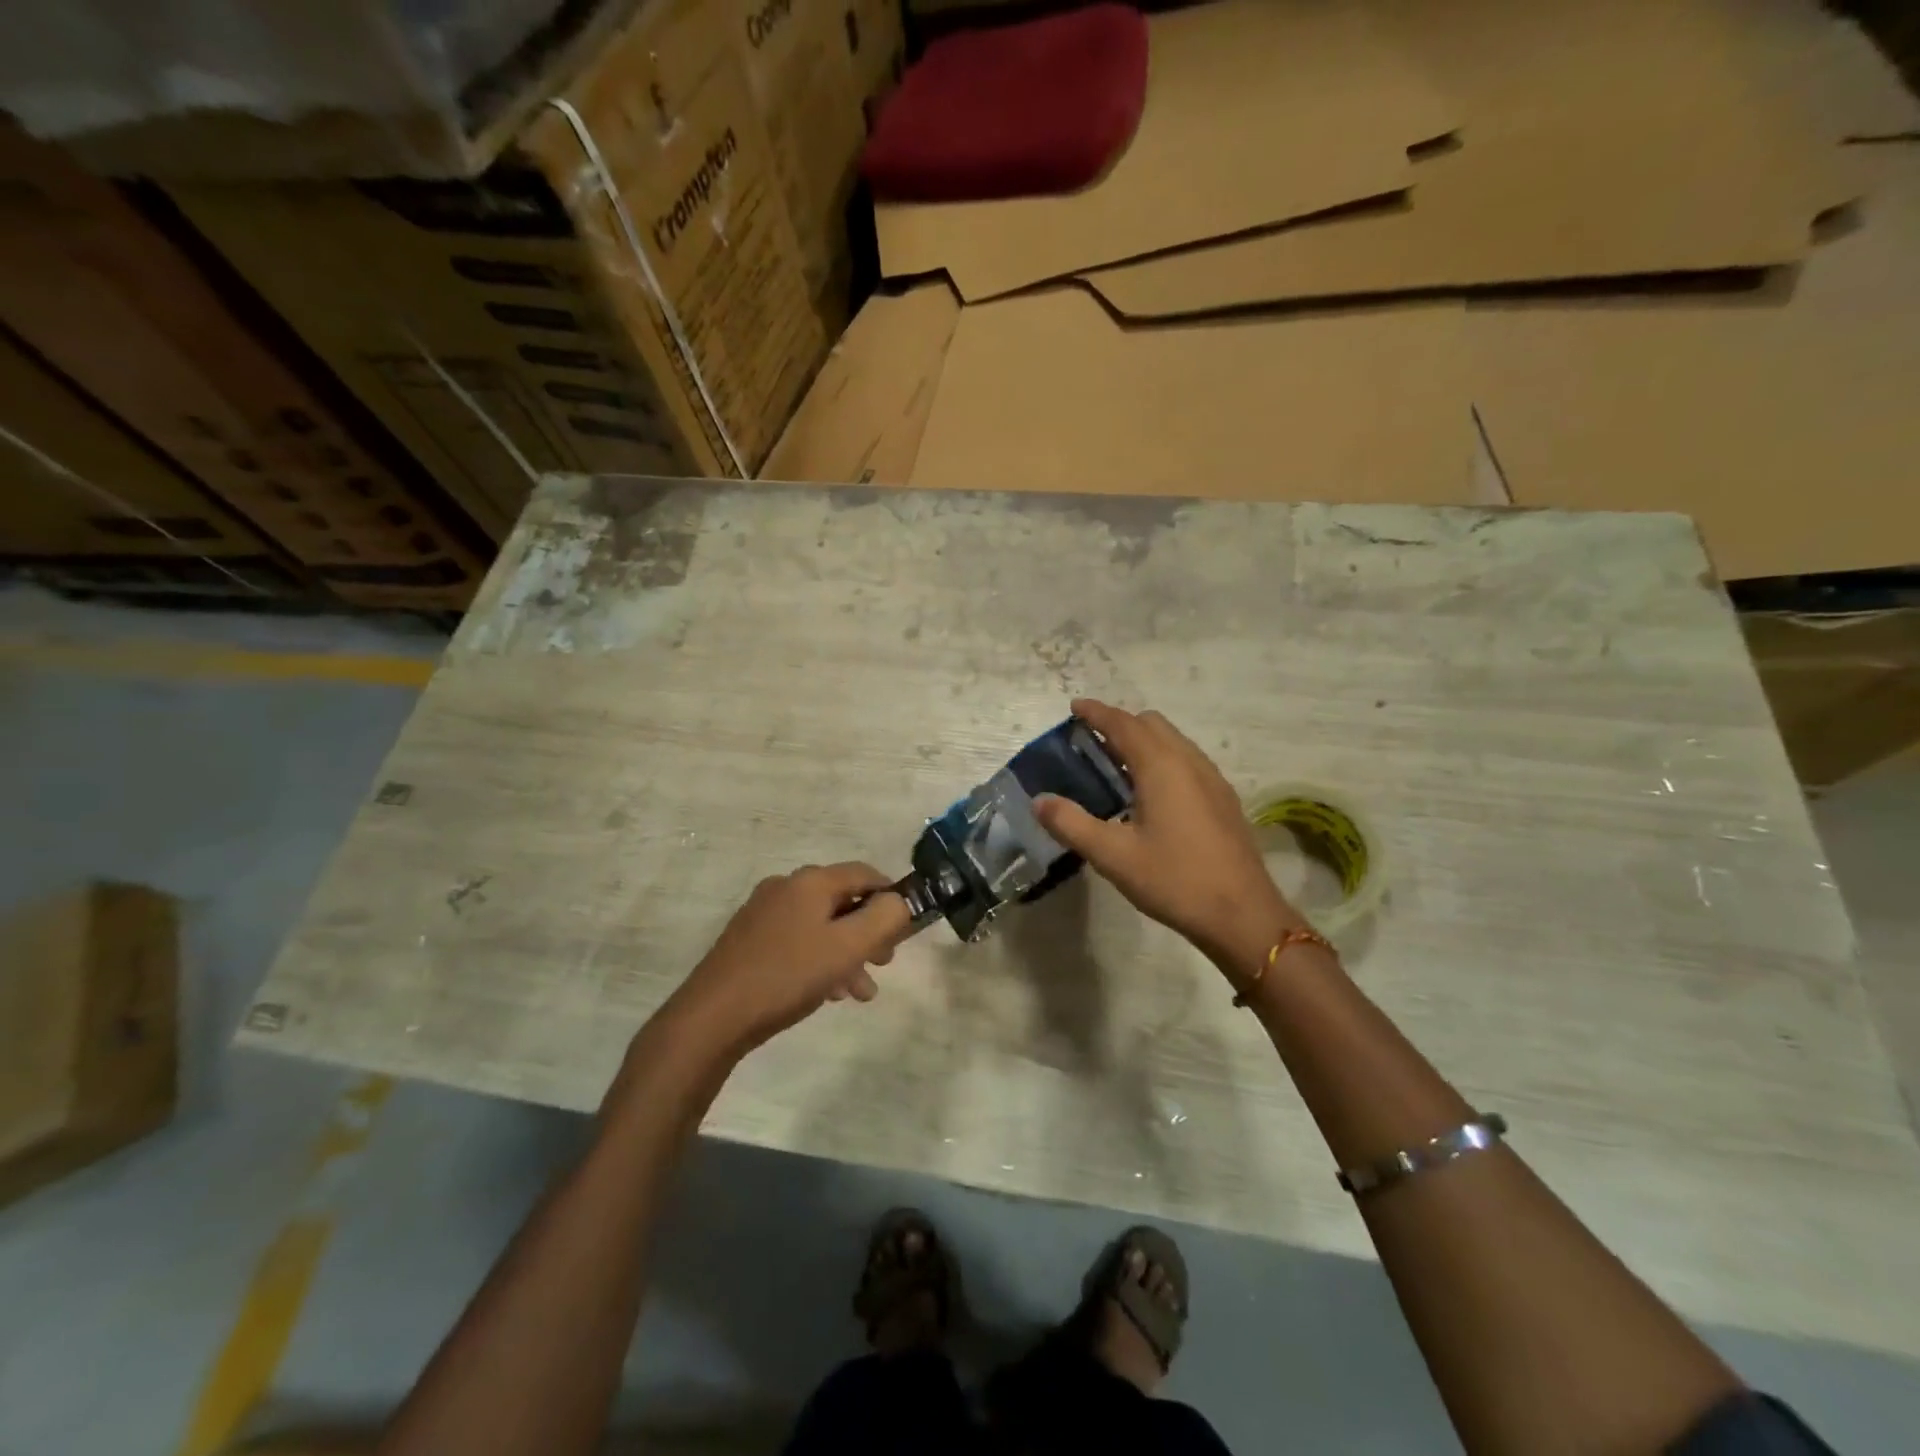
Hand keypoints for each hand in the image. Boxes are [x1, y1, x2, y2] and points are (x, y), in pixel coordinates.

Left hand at [665, 863, 914, 1058]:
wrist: (713, 1016)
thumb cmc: (788, 975)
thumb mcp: (848, 947)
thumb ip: (884, 918)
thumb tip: (899, 902)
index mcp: (811, 881)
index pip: (865, 874)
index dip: (892, 897)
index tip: (905, 930)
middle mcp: (786, 887)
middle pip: (843, 900)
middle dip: (869, 932)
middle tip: (884, 963)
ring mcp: (764, 912)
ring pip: (821, 925)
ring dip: (847, 953)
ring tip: (859, 992)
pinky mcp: (750, 939)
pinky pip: (798, 940)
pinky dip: (820, 960)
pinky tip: (828, 993)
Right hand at [1034, 699, 1301, 973]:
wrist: (1243, 915)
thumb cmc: (1174, 880)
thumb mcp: (1112, 855)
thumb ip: (1071, 824)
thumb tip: (1039, 801)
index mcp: (1161, 766)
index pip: (1123, 724)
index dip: (1096, 713)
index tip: (1074, 707)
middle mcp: (1189, 761)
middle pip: (1151, 724)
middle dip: (1119, 724)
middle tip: (1090, 744)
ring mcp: (1212, 779)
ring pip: (1173, 741)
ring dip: (1143, 742)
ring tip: (1116, 768)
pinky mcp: (1224, 799)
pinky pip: (1187, 761)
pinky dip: (1162, 759)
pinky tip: (1150, 796)